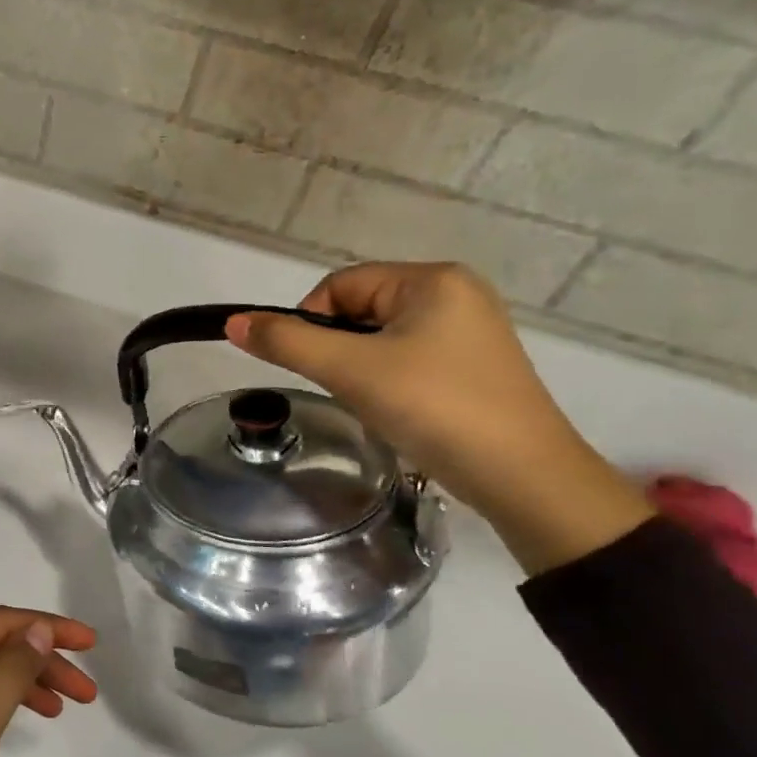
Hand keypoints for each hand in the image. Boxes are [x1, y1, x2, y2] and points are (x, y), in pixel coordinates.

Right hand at [226, 262, 652, 574]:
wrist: (522, 476)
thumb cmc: (433, 407)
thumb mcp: (350, 370)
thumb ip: (287, 342)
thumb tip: (233, 322)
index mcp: (432, 279)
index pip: (341, 285)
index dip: (310, 320)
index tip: (311, 365)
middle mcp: (456, 294)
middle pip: (361, 309)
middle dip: (339, 348)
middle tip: (344, 387)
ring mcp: (470, 331)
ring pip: (382, 338)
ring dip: (360, 367)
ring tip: (372, 402)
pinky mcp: (475, 367)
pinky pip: (409, 358)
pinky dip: (389, 380)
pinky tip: (396, 409)